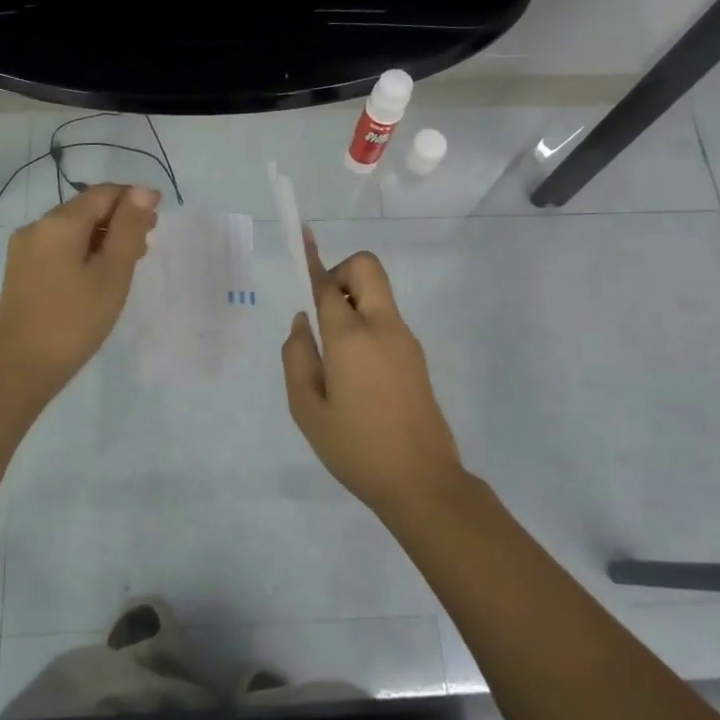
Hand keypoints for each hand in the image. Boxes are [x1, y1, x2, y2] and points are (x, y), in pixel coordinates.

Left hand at [0, 182, 160, 396]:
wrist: (21, 368)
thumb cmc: (74, 321)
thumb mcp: (112, 274)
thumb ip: (129, 229)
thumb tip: (143, 191)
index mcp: (58, 223)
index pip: (103, 193)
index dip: (134, 198)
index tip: (159, 216)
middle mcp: (36, 227)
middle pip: (86, 209)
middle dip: (120, 218)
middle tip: (149, 241)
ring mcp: (24, 250)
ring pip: (73, 230)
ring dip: (103, 236)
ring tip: (130, 259)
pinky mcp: (21, 271)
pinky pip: (59, 247)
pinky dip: (85, 251)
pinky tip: (100, 273)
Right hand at [282, 231, 465, 515]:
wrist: (422, 482)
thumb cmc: (356, 448)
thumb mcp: (307, 409)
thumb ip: (297, 358)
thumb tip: (302, 322)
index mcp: (351, 338)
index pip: (328, 285)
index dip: (312, 260)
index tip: (303, 238)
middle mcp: (382, 327)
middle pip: (367, 268)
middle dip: (341, 272)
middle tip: (323, 311)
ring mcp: (405, 340)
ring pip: (378, 293)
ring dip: (353, 301)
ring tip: (333, 355)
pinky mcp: (417, 356)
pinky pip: (386, 319)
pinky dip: (366, 323)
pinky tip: (354, 372)